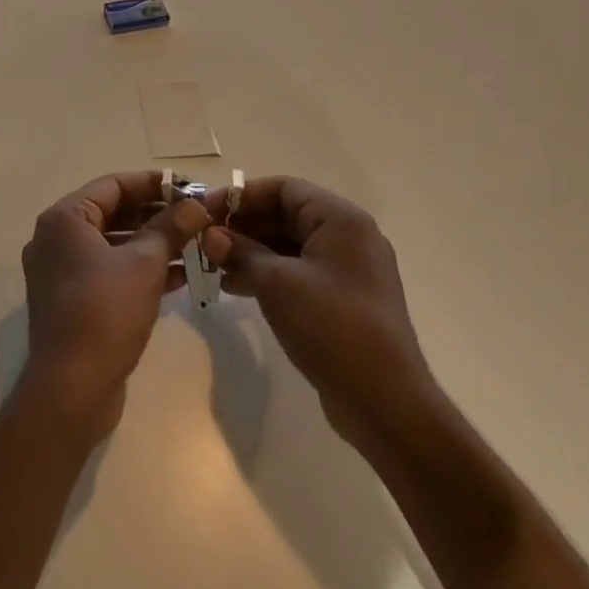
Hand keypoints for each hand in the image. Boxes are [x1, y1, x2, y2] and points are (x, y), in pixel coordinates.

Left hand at [18, 173, 212, 439]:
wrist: (71, 388)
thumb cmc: (105, 312)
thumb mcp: (145, 264)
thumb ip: (171, 228)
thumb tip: (196, 204)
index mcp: (64, 219)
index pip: (113, 185)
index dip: (154, 184)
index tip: (190, 188)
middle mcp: (56, 239)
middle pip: (113, 213)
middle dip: (157, 215)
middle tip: (198, 218)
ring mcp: (61, 272)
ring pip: (113, 245)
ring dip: (153, 244)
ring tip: (197, 245)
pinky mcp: (72, 301)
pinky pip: (109, 272)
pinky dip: (140, 270)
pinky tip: (180, 276)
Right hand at [202, 177, 437, 458]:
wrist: (384, 401)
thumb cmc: (331, 326)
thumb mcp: (277, 283)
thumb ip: (240, 251)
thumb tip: (210, 235)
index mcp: (341, 220)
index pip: (284, 188)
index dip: (241, 196)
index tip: (206, 212)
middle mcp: (348, 237)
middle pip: (286, 214)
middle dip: (243, 225)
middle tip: (204, 241)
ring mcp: (348, 270)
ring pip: (290, 245)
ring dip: (251, 251)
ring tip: (212, 266)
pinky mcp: (342, 300)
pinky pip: (298, 272)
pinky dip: (267, 274)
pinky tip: (234, 287)